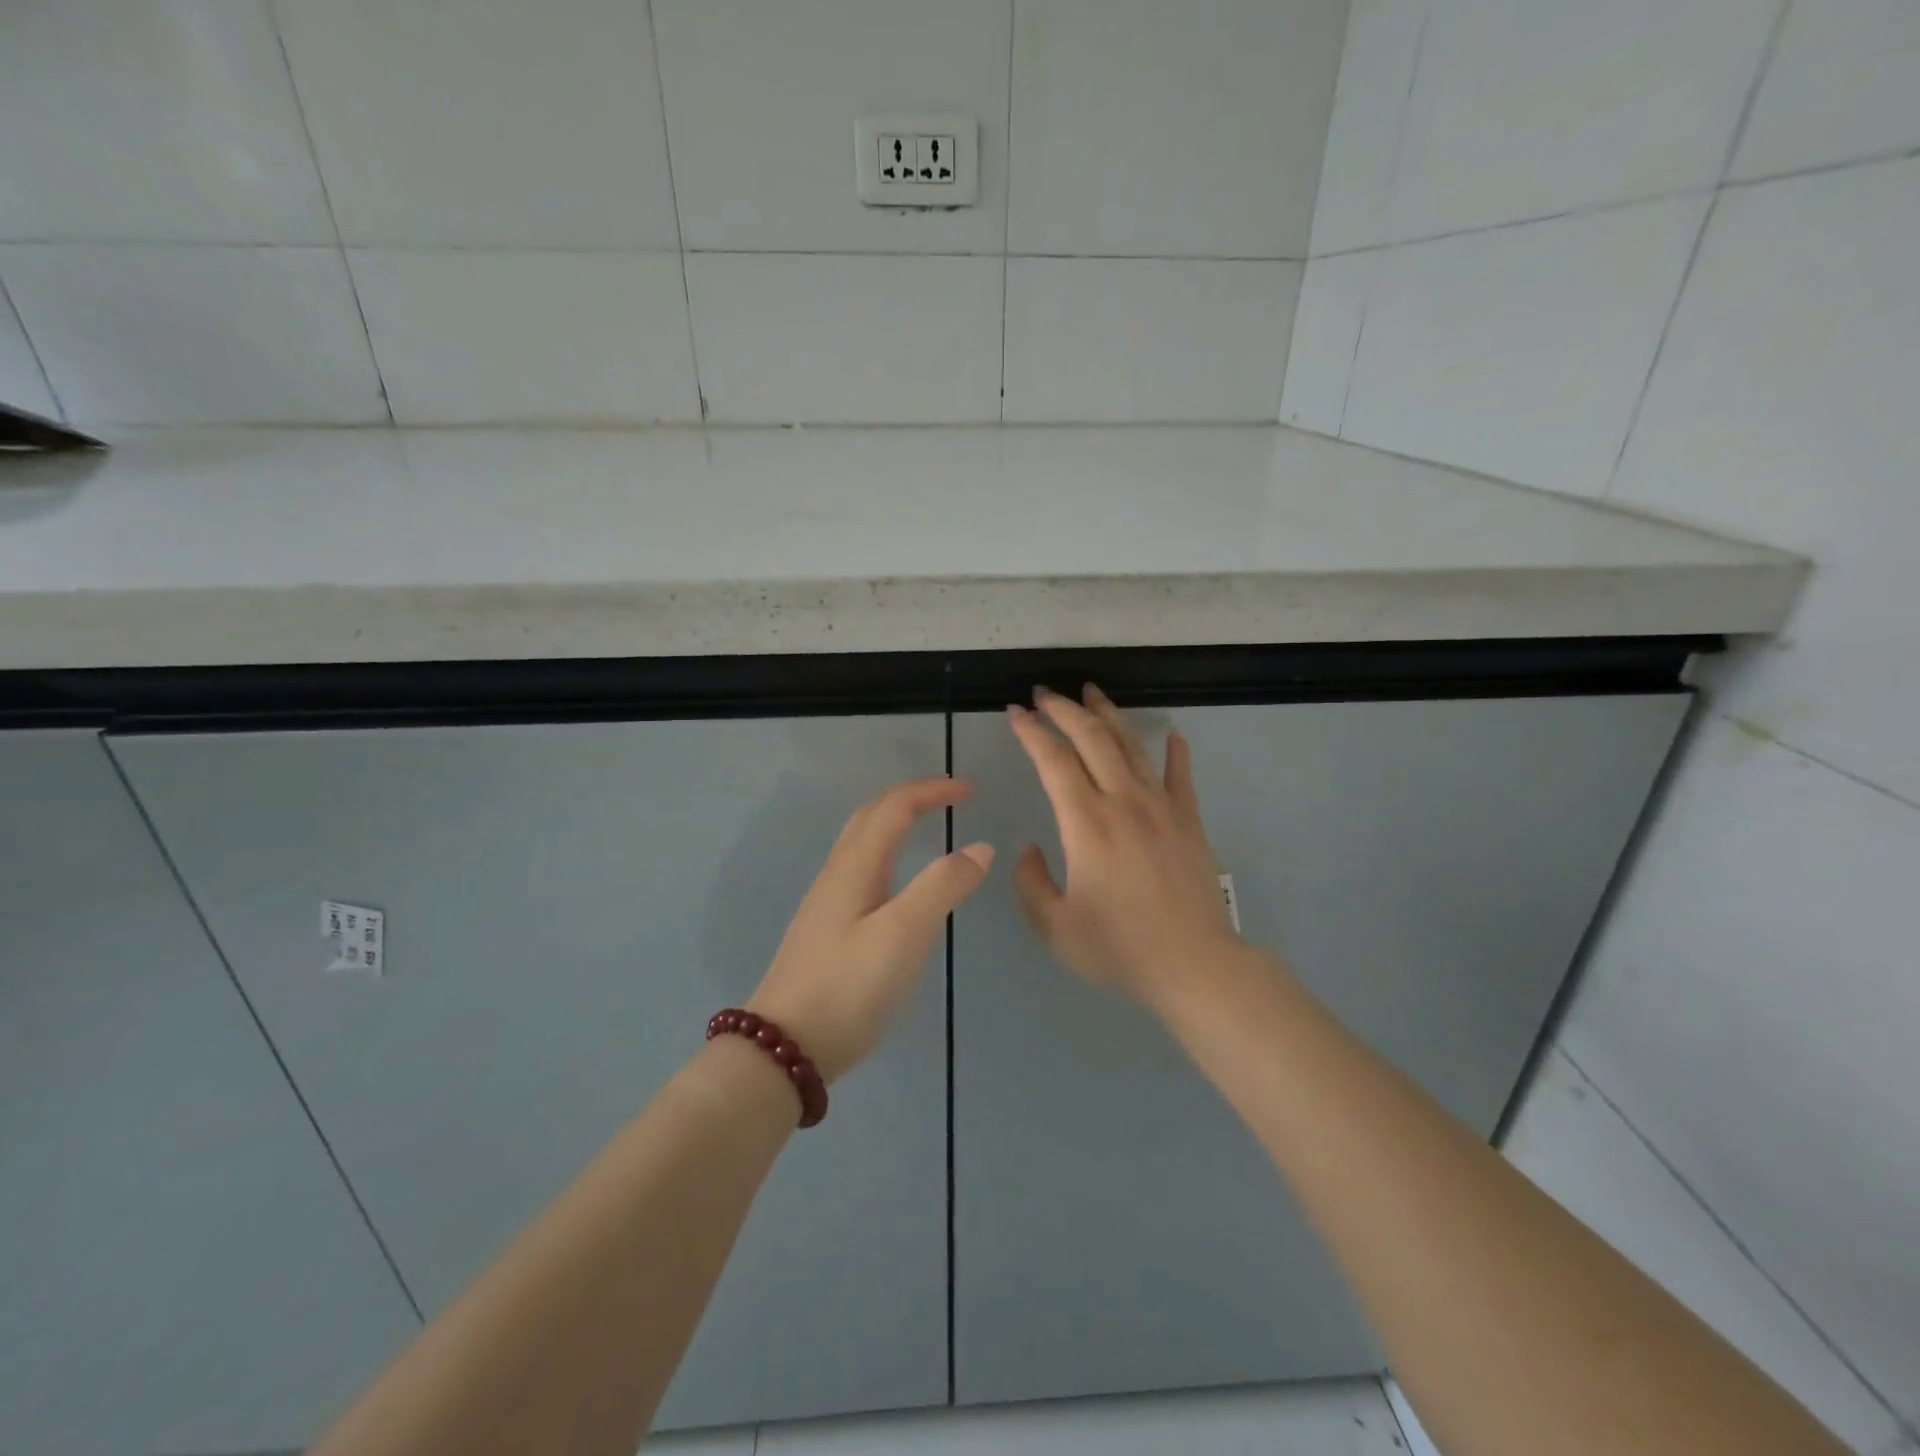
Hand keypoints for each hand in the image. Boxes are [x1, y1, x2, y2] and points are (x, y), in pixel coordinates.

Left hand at [748, 777, 992, 1082]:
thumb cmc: (849, 987)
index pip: (894, 807)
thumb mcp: (904, 934)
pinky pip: (860, 869)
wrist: (784, 1048)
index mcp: (855, 866)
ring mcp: (826, 902)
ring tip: (927, 826)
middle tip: (950, 799)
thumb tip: (979, 847)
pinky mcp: (826, 929)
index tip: (972, 791)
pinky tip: (898, 883)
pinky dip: (887, 852)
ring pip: (861, 842)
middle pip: (870, 816)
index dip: (932, 790)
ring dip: (895, 822)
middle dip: (911, 797)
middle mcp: (837, 874)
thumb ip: (943, 886)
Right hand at [1008, 685, 1238, 1007]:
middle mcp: (1123, 802)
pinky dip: (1174, 751)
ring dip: (1109, 715)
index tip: (1016, 712)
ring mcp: (1162, 807)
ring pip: (1132, 746)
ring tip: (1092, 691)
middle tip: (1045, 693)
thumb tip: (1030, 850)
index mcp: (1086, 824)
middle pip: (1093, 739)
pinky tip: (1172, 733)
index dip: (1032, 732)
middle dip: (1065, 710)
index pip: (1054, 761)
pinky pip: (1180, 775)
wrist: (1195, 965)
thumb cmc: (1119, 949)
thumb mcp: (1055, 927)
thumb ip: (1031, 884)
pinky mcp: (1189, 820)